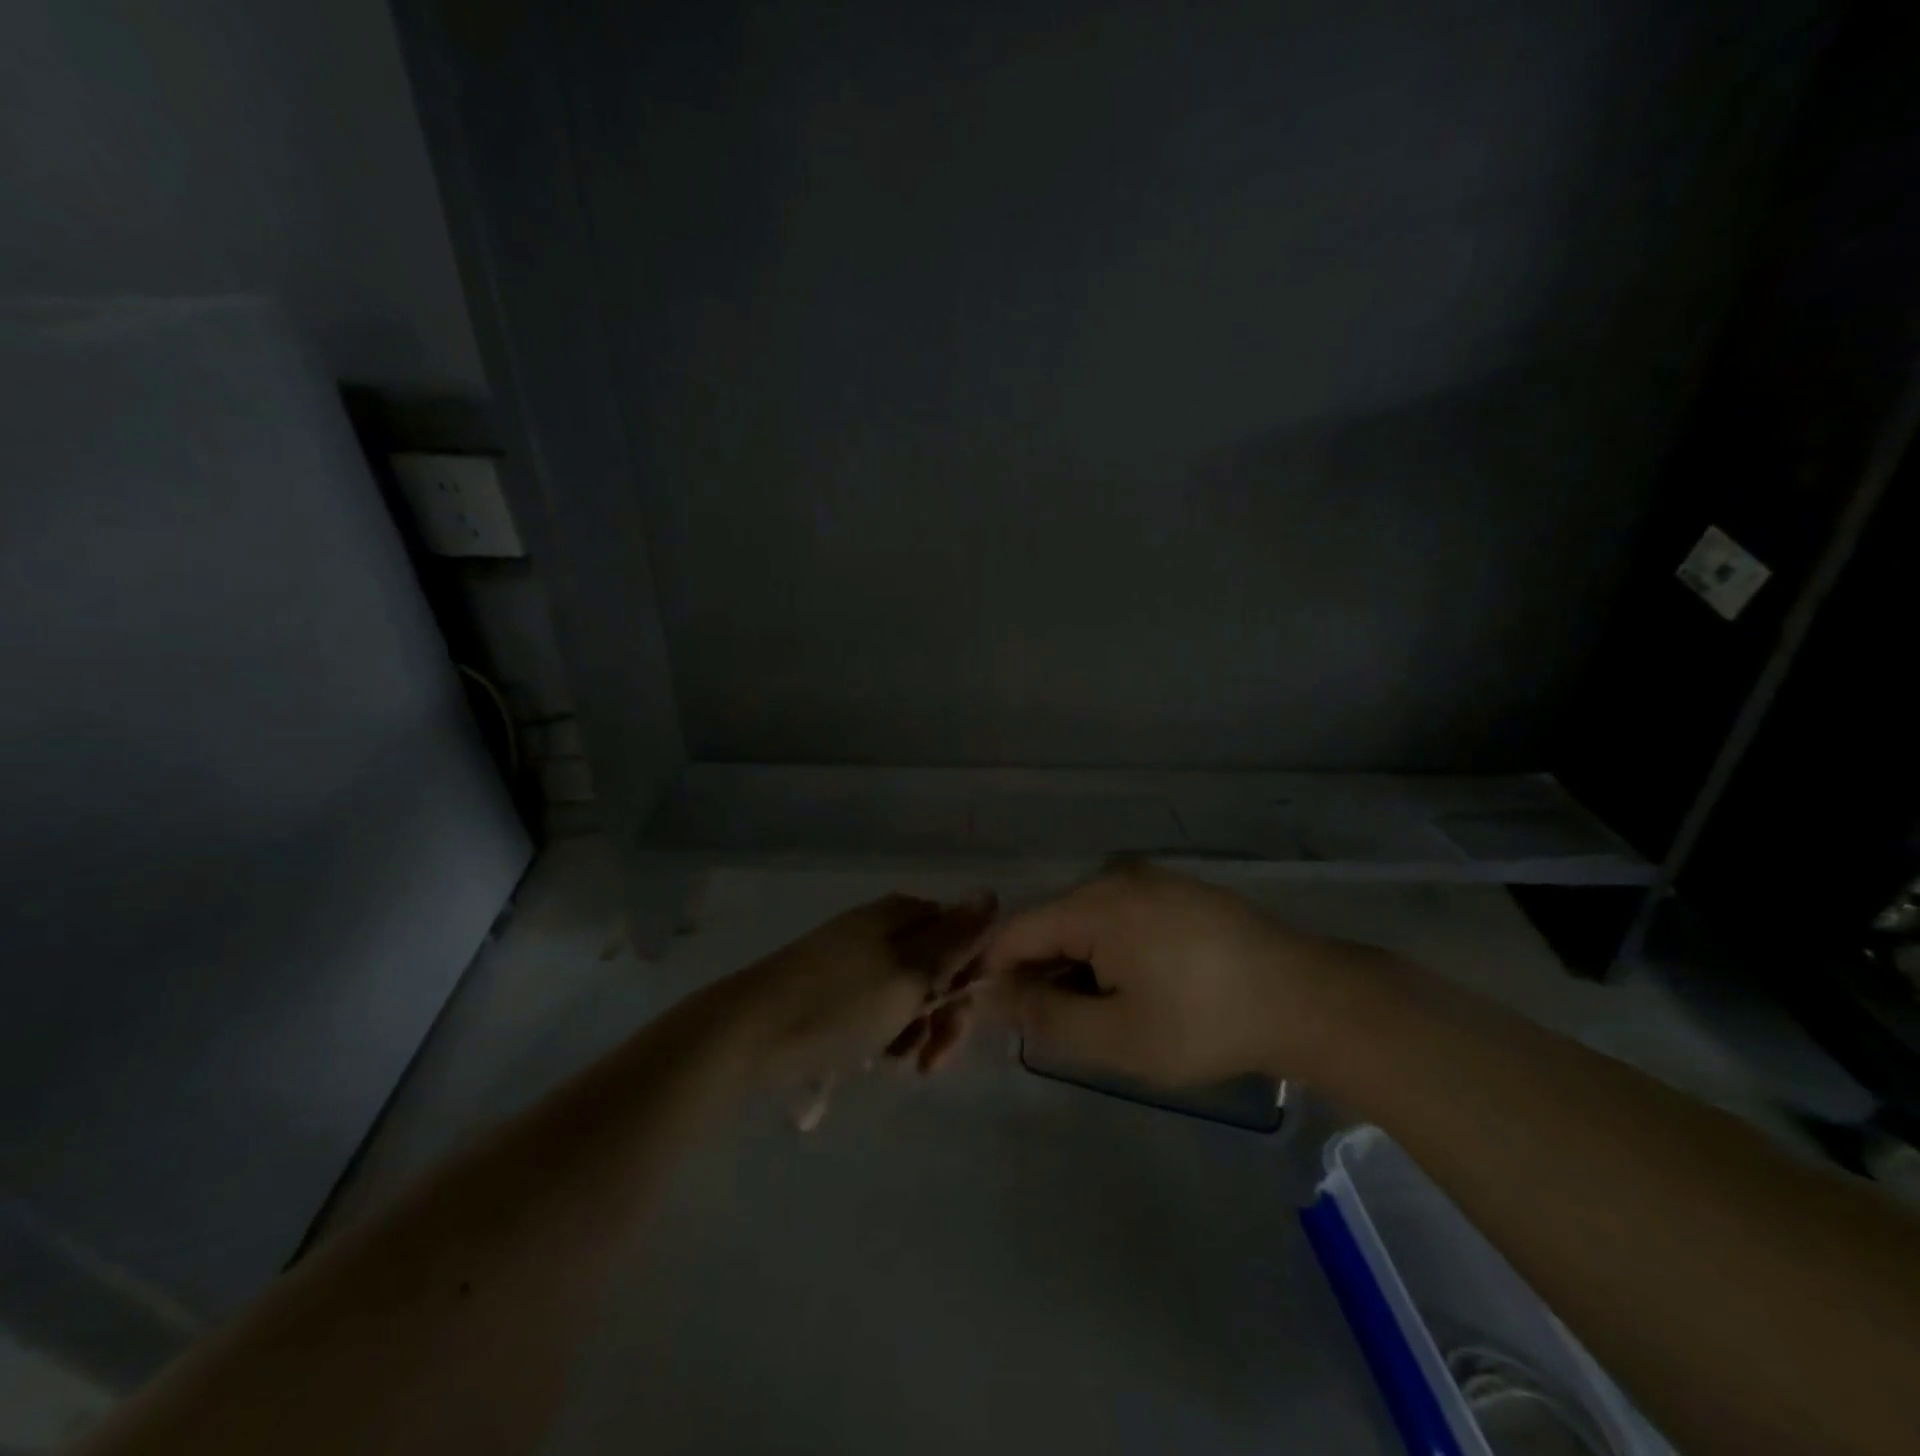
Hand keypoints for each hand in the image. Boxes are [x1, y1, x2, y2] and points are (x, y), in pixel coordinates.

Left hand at [716, 893, 995, 1098]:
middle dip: (942, 1013)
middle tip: (931, 1060)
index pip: (962, 936)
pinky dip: (886, 1030)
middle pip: (937, 966)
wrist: (748, 1032)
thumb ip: (955, 938)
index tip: (960, 1019)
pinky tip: (875, 1056)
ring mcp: (855, 956)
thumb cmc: (839, 1003)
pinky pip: (879, 1004)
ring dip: (916, 1028)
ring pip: (910, 991)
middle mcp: (882, 926)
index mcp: (903, 914)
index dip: (970, 979)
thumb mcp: (909, 972)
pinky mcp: (834, 986)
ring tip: (897, 1060)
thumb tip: (992, 893)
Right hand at [982, 863, 1359, 1086]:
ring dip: (1077, 964)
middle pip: (1051, 923)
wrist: (1306, 998)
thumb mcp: (1116, 1036)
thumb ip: (1045, 1016)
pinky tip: (1138, 985)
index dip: (996, 973)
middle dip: (1041, 972)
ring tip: (1102, 1012)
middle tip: (1057, 1027)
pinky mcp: (1178, 890)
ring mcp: (1151, 879)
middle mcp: (1115, 877)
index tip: (997, 1018)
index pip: (1016, 931)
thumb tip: (995, 996)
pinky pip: (1120, 915)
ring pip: (1086, 920)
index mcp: (1094, 904)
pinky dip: (1110, 950)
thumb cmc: (1203, 1023)